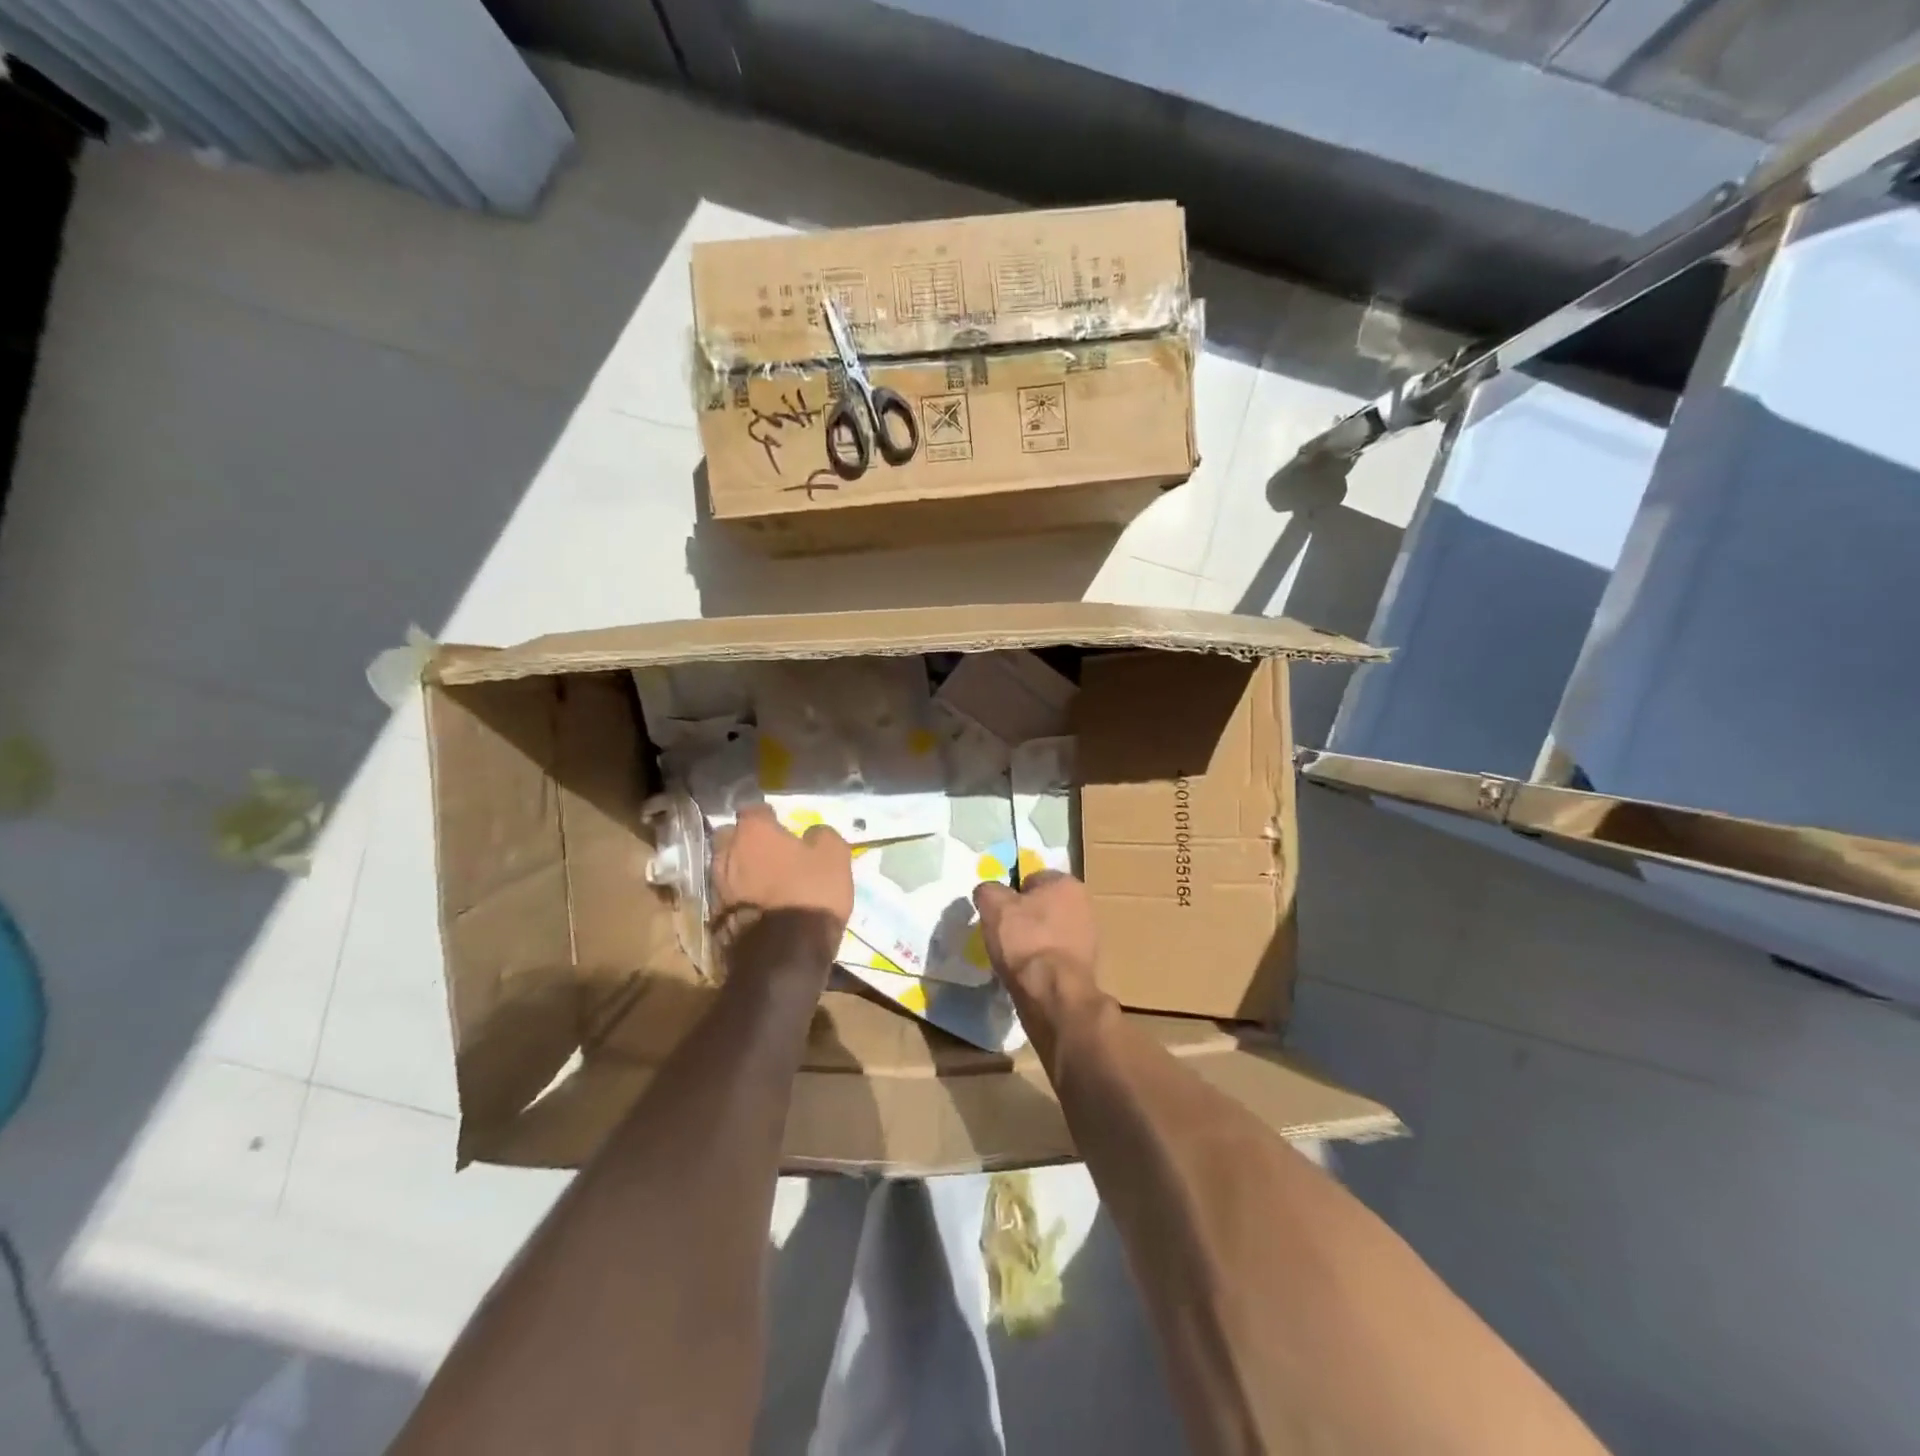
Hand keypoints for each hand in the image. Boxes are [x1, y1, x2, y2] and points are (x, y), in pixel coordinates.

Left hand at [711, 805, 852, 971]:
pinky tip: (758, 904)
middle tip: (768, 851)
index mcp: (753, 832)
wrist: (783, 953)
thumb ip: (821, 835)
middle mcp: (727, 853)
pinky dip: (740, 895)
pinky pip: (728, 894)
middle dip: (746, 840)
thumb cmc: (810, 893)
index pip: (753, 809)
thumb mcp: (835, 856)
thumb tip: (812, 833)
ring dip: (741, 869)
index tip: (781, 825)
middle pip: (731, 837)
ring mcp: (717, 885)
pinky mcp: (715, 916)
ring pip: (726, 866)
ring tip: (763, 880)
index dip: (768, 817)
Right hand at [972, 871, 1098, 998]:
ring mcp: (1089, 935)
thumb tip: (989, 892)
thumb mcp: (993, 905)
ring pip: (1050, 930)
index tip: (999, 913)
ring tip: (1015, 957)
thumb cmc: (1025, 940)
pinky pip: (1056, 954)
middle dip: (1025, 917)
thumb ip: (988, 891)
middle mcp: (1084, 903)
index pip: (1031, 879)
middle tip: (1005, 935)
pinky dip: (1043, 960)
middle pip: (1043, 905)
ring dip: (1035, 940)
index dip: (1011, 894)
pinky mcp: (1087, 964)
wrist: (1052, 992)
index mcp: (1066, 882)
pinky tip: (1030, 972)